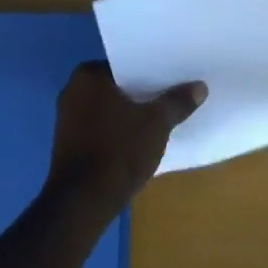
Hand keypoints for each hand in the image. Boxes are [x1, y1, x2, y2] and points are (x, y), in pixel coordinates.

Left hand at [46, 61, 205, 212]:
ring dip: (131, 112)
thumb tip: (200, 87)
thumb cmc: (118, 150)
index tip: (172, 74)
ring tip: (162, 113)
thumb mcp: (157, 123)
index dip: (150, 69)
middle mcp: (72, 91)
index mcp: (88, 76)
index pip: (126, 63)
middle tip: (173, 91)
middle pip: (118, 85)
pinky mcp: (70, 145)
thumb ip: (177, 102)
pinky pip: (102, 127)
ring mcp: (67, 120)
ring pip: (110, 107)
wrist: (82, 203)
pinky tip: (142, 137)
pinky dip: (120, 129)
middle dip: (142, 91)